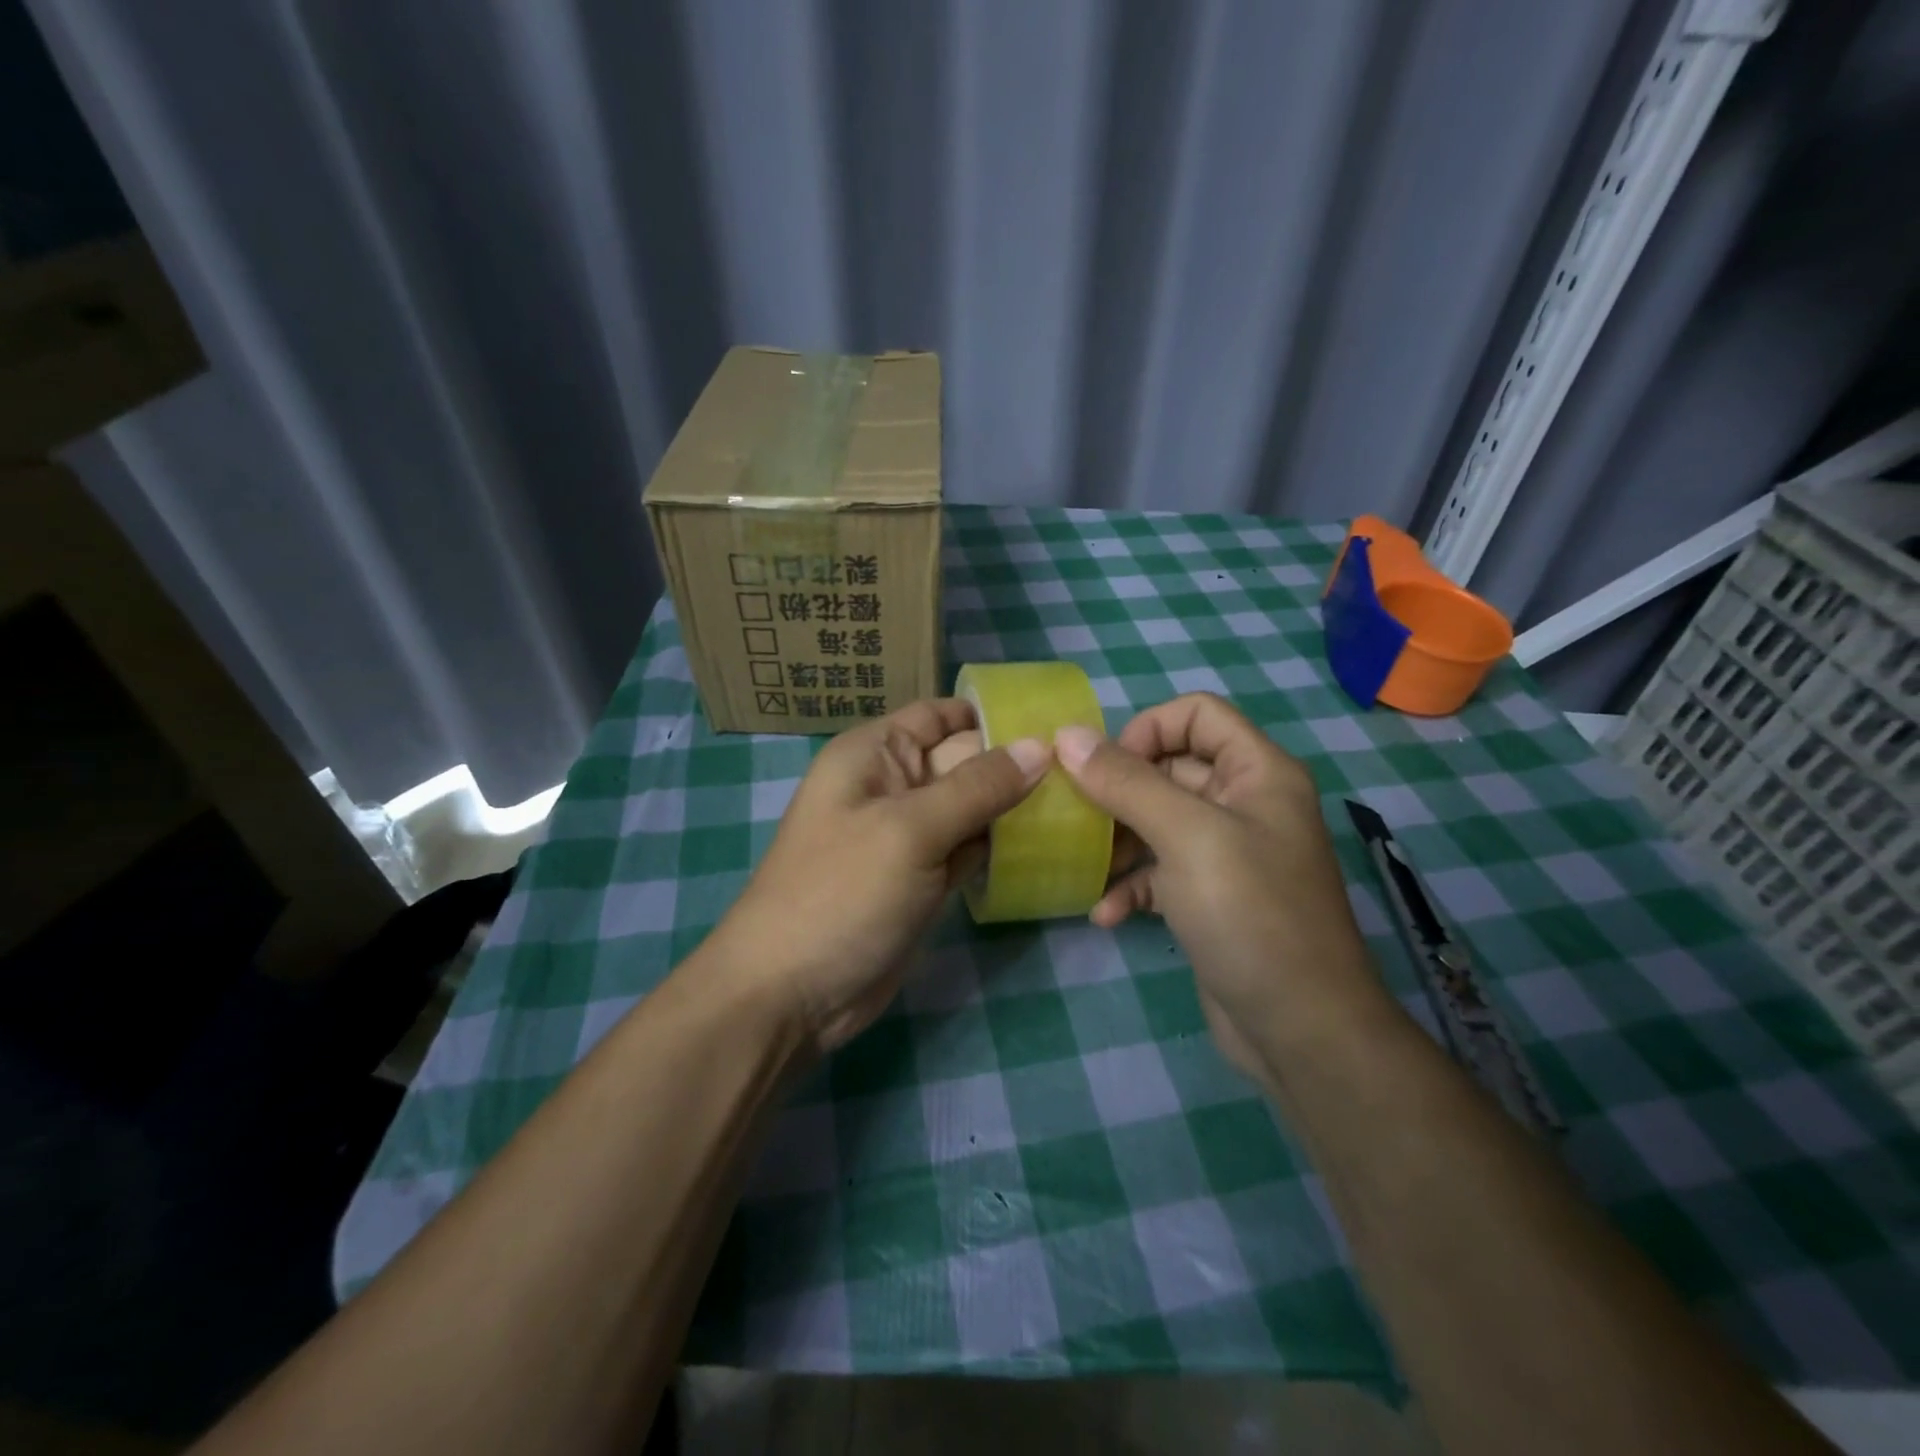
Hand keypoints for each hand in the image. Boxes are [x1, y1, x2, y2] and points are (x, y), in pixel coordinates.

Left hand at [706, 699, 1049, 1052]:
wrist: (791, 994)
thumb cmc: (841, 893)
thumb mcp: (910, 830)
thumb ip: (978, 786)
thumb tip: (1041, 747)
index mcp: (874, 754)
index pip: (940, 716)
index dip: (992, 715)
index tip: (1056, 724)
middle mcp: (892, 786)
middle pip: (963, 761)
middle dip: (1015, 765)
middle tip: (1084, 773)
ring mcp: (908, 837)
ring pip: (971, 808)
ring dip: (1014, 809)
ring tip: (1080, 805)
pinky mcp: (922, 879)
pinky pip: (968, 849)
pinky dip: (999, 848)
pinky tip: (1046, 846)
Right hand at [1053, 694, 1395, 1087]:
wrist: (1300, 1029)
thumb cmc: (1249, 914)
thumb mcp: (1185, 836)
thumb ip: (1126, 781)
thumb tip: (1066, 735)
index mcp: (1257, 773)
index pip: (1197, 714)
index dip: (1148, 729)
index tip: (1105, 768)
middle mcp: (1246, 804)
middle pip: (1171, 767)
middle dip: (1120, 789)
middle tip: (1077, 815)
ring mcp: (1228, 854)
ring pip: (1159, 822)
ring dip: (1119, 840)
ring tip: (1086, 863)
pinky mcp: (1211, 899)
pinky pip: (1162, 873)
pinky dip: (1133, 886)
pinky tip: (1107, 914)